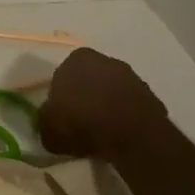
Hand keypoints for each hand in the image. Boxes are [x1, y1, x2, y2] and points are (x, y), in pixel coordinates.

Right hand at [38, 48, 169, 159]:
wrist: (130, 133)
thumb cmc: (81, 122)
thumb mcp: (47, 127)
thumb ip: (45, 119)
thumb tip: (49, 120)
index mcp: (75, 59)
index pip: (61, 76)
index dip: (60, 98)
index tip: (61, 117)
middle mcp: (104, 60)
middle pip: (88, 80)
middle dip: (84, 98)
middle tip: (79, 123)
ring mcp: (130, 75)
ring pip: (110, 91)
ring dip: (105, 106)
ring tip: (100, 132)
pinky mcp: (150, 94)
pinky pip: (128, 105)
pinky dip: (123, 116)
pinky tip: (119, 135)